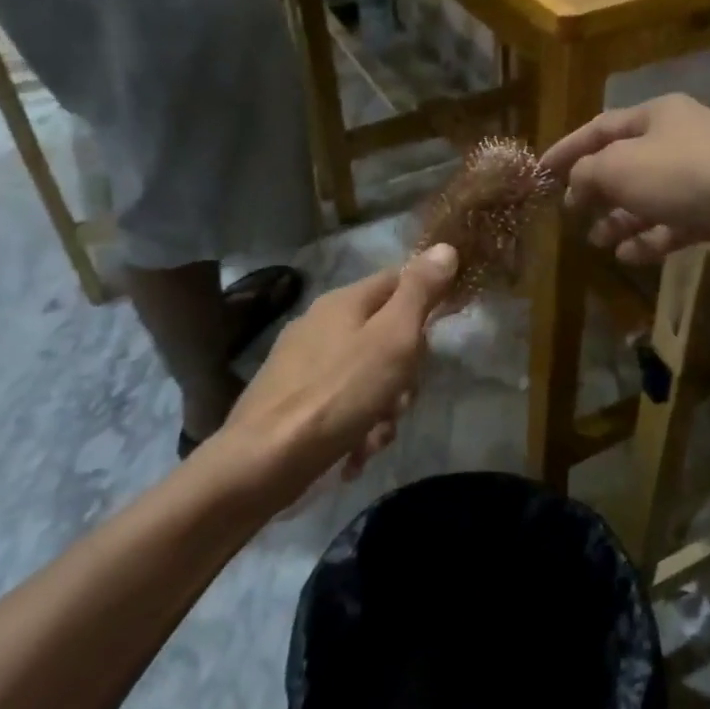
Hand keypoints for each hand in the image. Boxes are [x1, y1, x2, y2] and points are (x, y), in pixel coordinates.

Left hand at [215, 246, 458, 508]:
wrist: (264, 461)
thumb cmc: (339, 393)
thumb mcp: (392, 338)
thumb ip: (420, 293)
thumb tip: (445, 247)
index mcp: (343, 302)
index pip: (398, 280)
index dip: (425, 302)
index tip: (439, 337)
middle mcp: (320, 325)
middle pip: (385, 336)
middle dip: (404, 373)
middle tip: (402, 397)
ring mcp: (303, 365)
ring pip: (367, 377)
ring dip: (383, 409)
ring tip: (376, 436)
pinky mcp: (292, 403)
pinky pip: (342, 406)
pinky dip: (356, 428)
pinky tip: (355, 453)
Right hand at [540, 94, 709, 266]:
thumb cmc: (685, 174)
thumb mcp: (621, 167)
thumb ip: (587, 174)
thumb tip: (575, 185)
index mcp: (657, 115)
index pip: (600, 127)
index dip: (567, 148)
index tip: (540, 171)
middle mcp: (680, 138)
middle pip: (627, 163)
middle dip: (597, 190)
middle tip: (572, 214)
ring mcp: (704, 175)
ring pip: (650, 197)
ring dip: (621, 219)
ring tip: (599, 242)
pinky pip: (675, 222)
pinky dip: (651, 237)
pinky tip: (631, 256)